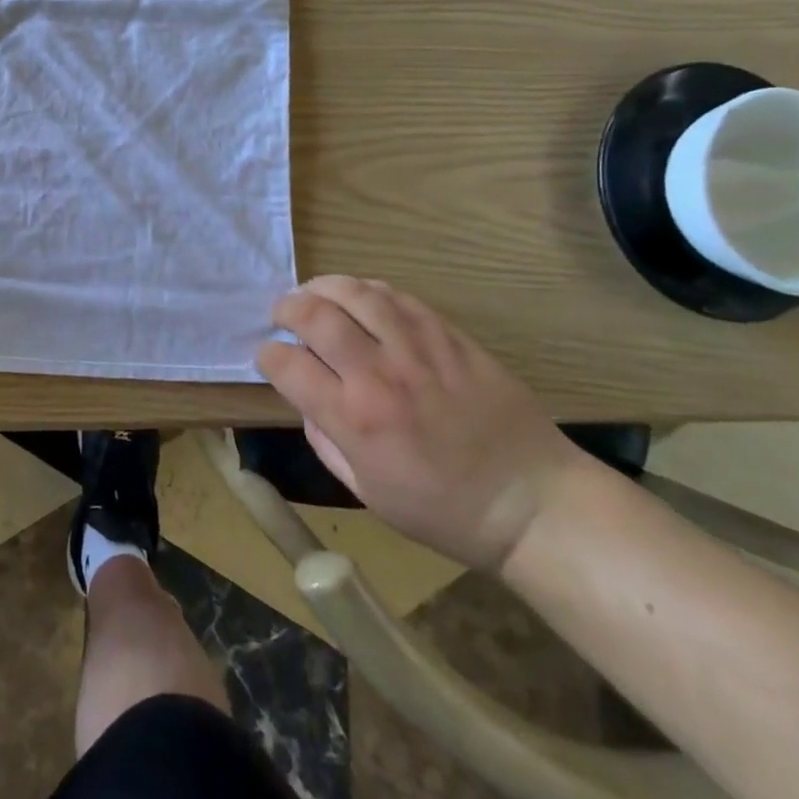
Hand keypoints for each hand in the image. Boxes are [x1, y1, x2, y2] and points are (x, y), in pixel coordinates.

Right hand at [257, 277, 586, 571]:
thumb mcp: (368, 493)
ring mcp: (417, 350)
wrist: (531, 502)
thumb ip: (326, 442)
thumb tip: (307, 399)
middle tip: (282, 314)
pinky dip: (368, 290)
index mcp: (355, 421)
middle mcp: (380, 375)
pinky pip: (399, 297)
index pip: (288, 366)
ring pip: (356, 294)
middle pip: (315, 316)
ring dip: (323, 287)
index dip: (267, 355)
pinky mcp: (449, 337)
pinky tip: (359, 297)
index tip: (268, 356)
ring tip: (313, 294)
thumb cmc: (445, 510)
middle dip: (286, 309)